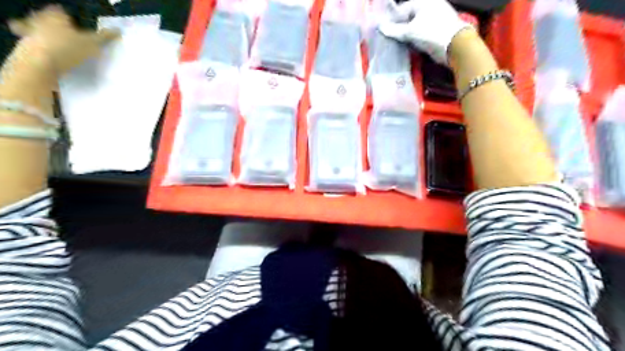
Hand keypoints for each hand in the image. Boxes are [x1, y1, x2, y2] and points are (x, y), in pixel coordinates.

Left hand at [8, 5, 118, 78]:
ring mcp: (29, 33)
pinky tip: (54, 59)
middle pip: (46, 19)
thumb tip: (118, 30)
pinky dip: (43, 51)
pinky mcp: (25, 48)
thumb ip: (104, 37)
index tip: (75, 25)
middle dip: (53, 26)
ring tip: (60, 49)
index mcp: (55, 15)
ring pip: (37, 32)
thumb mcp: (93, 43)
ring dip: (46, 38)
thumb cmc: (68, 48)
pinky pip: (35, 47)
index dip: (68, 17)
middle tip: (65, 35)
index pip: (61, 11)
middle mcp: (39, 20)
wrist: (40, 64)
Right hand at [378, 0, 470, 63]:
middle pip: (409, 17)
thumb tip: (380, 27)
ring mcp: (435, 18)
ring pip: (415, 26)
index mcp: (423, 2)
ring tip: (399, 44)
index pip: (402, 9)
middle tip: (390, 39)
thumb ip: (394, 30)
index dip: (392, 21)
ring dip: (407, 35)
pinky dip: (415, 39)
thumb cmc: (430, 33)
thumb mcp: (409, 32)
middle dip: (399, 28)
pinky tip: (409, 46)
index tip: (384, 32)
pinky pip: (422, 32)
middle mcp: (430, 6)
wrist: (455, 45)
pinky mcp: (438, 29)